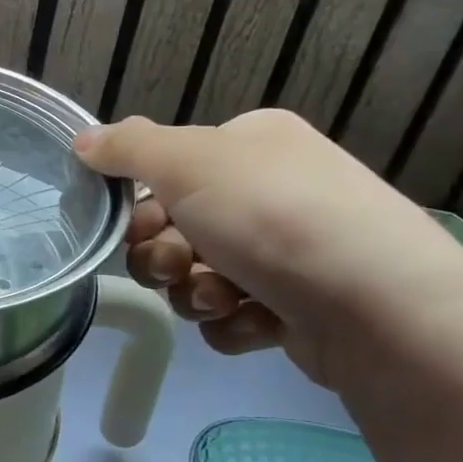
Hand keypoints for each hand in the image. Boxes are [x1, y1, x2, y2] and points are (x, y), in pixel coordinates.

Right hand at [74, 110, 462, 388]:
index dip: (142, 203)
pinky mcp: (297, 307)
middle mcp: (270, 191)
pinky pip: (231, 314)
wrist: (379, 308)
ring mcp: (287, 251)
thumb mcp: (188, 162)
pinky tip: (255, 321)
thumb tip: (83, 140)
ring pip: (197, 275)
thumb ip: (128, 148)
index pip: (168, 170)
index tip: (138, 224)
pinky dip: (232, 321)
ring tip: (223, 298)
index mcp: (250, 145)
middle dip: (165, 254)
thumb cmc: (273, 216)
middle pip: (175, 227)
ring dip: (194, 291)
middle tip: (179, 264)